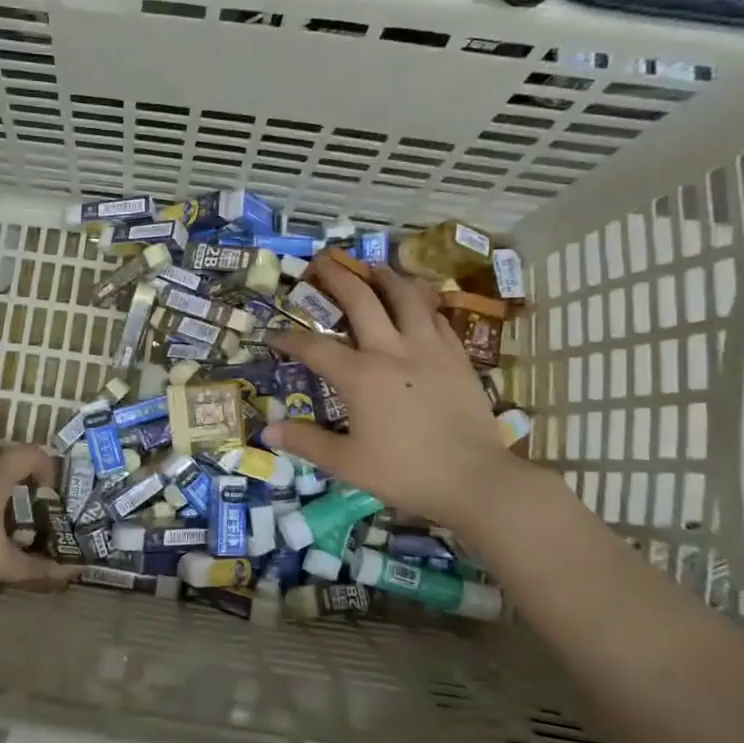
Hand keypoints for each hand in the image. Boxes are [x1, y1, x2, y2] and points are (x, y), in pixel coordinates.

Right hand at [262, 262, 523, 536]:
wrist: (475, 480)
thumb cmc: (406, 472)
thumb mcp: (347, 463)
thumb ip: (306, 442)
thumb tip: (268, 431)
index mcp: (360, 376)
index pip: (314, 347)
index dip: (288, 339)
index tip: (272, 334)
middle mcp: (392, 350)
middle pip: (361, 300)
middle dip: (337, 278)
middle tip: (322, 262)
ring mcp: (430, 348)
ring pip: (407, 296)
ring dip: (386, 277)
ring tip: (374, 267)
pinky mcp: (457, 356)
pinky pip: (437, 317)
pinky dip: (422, 303)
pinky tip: (418, 303)